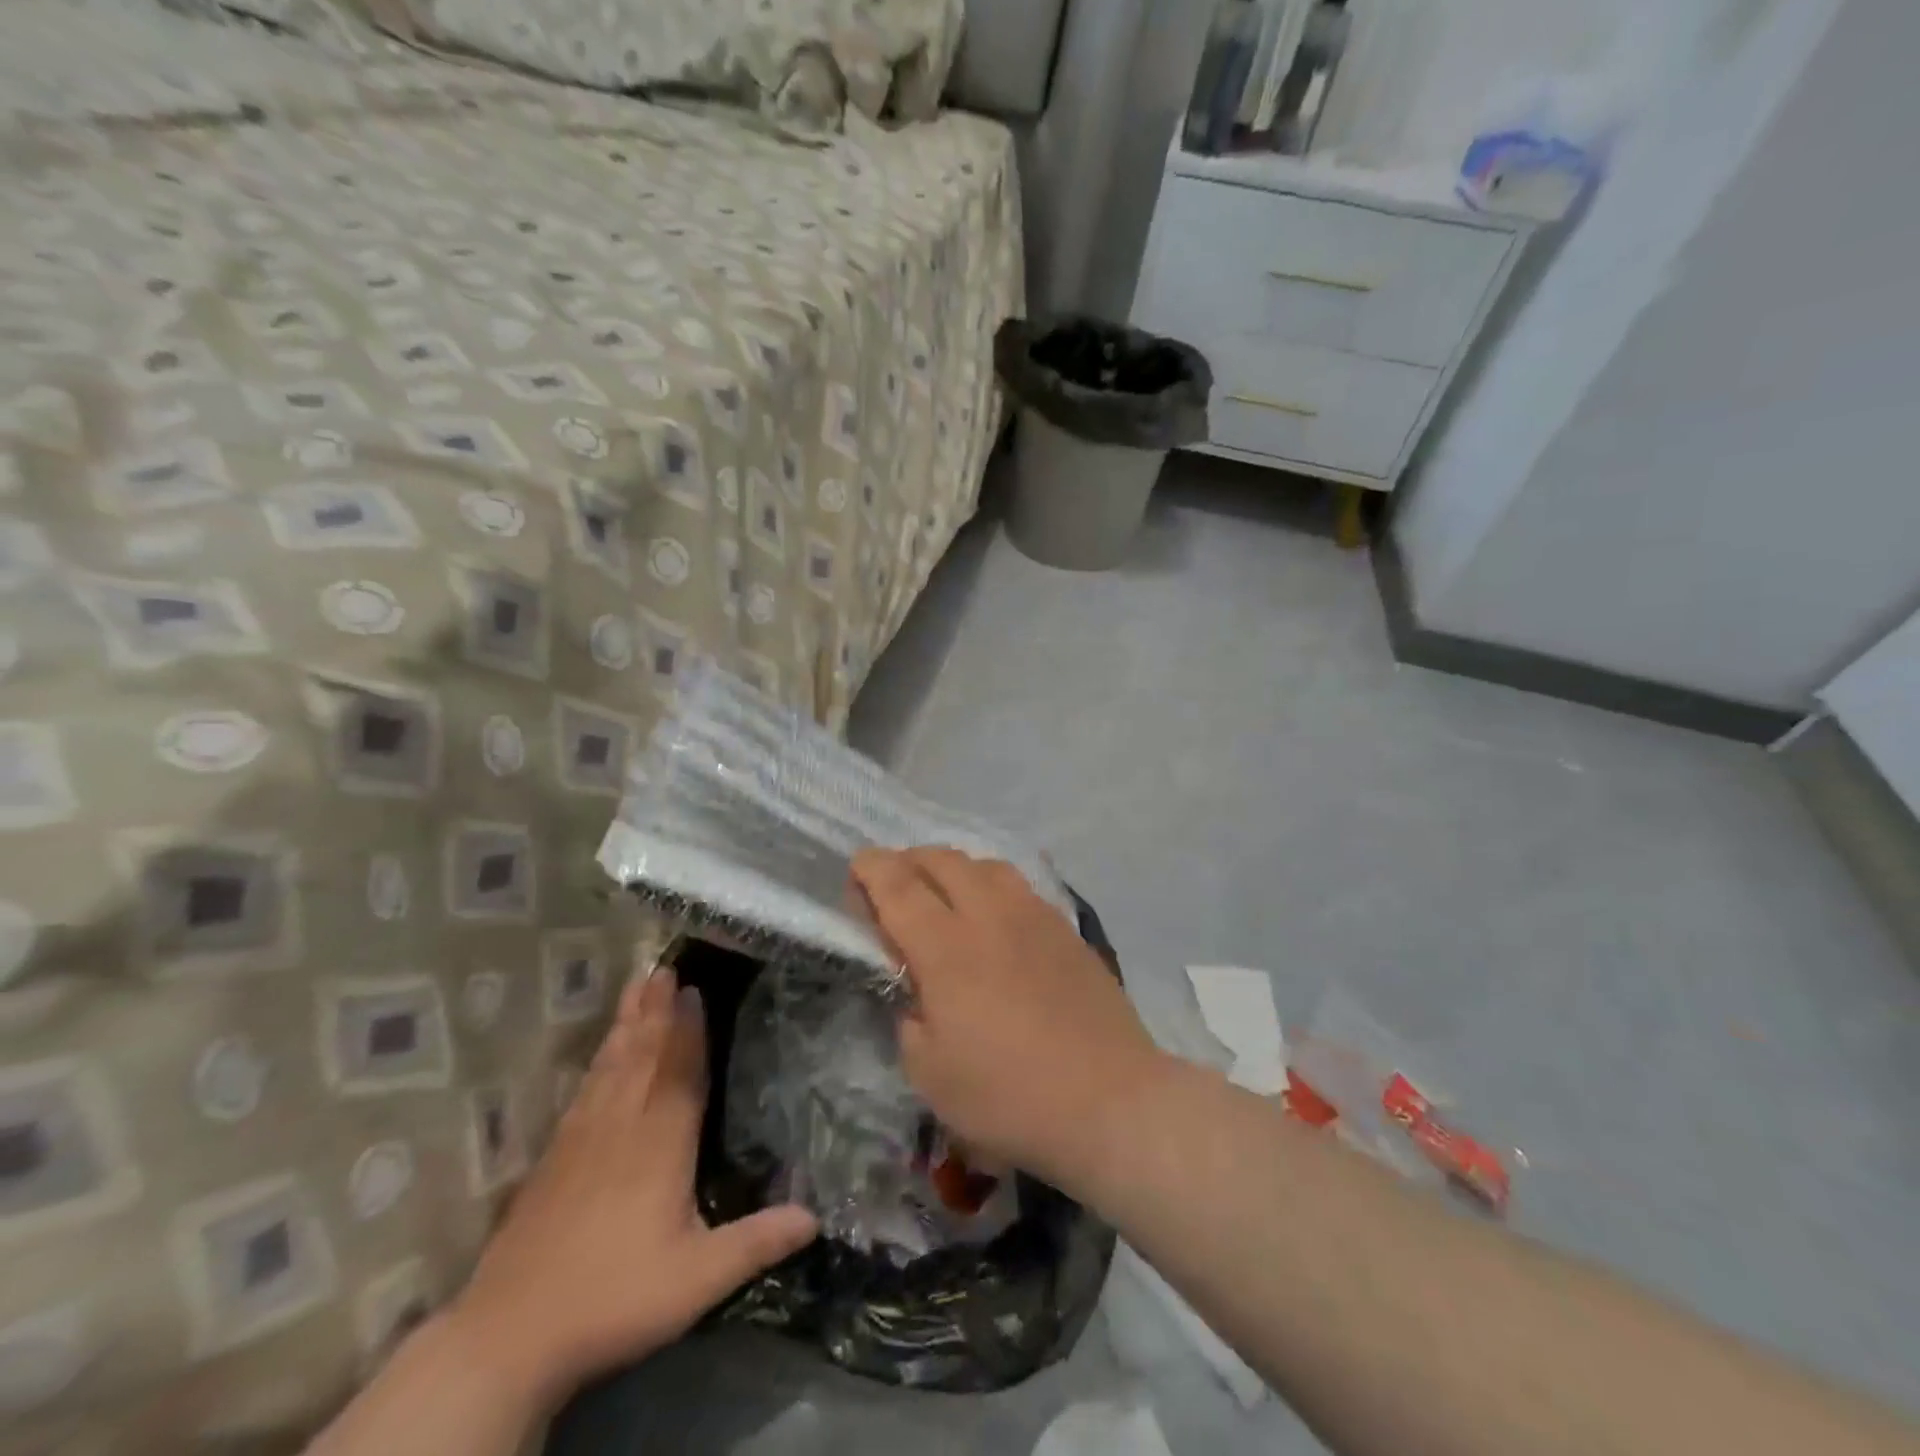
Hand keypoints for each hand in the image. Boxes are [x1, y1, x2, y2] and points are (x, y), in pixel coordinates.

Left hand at [443, 961, 818, 1413]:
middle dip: (656, 1010)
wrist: (509, 1338)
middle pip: (643, 1056)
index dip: (688, 1030)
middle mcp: (622, 1127)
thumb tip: (816, 1216)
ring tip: (637, 987)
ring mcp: (582, 1139)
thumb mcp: (698, 1280)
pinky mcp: (554, 1158)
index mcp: (660, 1145)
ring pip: (612, 1066)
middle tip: (664, 968)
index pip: (680, 1073)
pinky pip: (585, 1089)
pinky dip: (599, 1060)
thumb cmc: (613, 1300)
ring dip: (628, 1023)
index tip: (692, 989)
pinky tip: (602, 1053)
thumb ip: (757, 1241)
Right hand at [851, 848, 1169, 1193]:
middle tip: (894, 886)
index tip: (857, 869)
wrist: (1108, 1100)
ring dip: (953, 868)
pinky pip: (1018, 885)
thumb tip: (915, 989)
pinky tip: (994, 913)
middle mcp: (988, 915)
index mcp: (945, 947)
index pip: (897, 885)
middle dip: (908, 860)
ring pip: (984, 864)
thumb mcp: (929, 1074)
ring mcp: (1033, 915)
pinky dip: (991, 885)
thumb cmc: (1008, 1096)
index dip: (871, 869)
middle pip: (941, 860)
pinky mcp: (1065, 928)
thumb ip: (909, 1018)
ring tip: (944, 894)